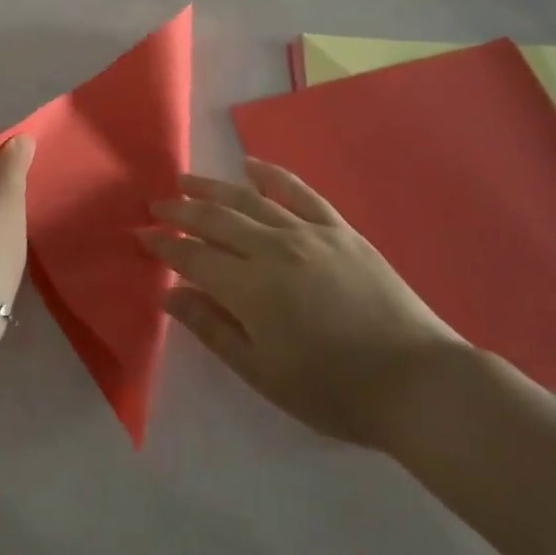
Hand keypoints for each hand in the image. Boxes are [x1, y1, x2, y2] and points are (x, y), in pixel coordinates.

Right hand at [146, 159, 468, 449]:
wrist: (414, 379)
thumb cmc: (332, 389)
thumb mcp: (262, 372)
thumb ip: (212, 329)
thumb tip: (169, 294)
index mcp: (250, 288)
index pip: (193, 257)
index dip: (164, 245)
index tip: (141, 234)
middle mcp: (273, 248)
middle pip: (216, 220)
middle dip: (180, 210)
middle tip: (156, 202)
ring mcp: (309, 233)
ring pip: (251, 199)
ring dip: (214, 187)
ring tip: (188, 180)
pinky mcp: (339, 229)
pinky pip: (300, 192)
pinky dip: (273, 175)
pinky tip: (252, 165)